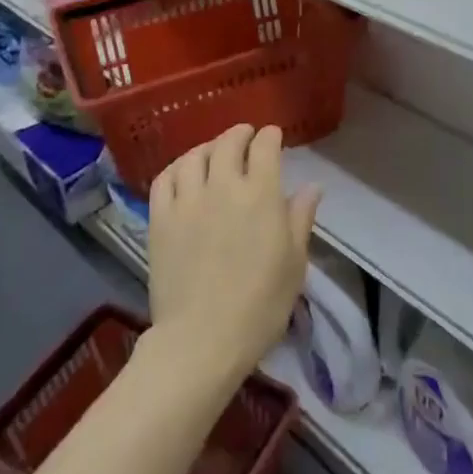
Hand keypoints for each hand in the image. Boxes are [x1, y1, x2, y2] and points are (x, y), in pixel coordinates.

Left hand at [147, 124, 321, 379]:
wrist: (202, 339)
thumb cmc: (260, 305)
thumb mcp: (294, 262)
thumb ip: (300, 218)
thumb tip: (312, 186)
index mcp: (261, 194)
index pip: (264, 147)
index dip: (270, 136)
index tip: (273, 136)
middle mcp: (223, 186)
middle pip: (228, 143)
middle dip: (240, 134)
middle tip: (246, 136)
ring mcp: (187, 201)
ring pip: (194, 155)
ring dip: (208, 147)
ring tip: (214, 152)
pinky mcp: (160, 219)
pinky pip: (165, 179)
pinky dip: (177, 167)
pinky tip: (184, 172)